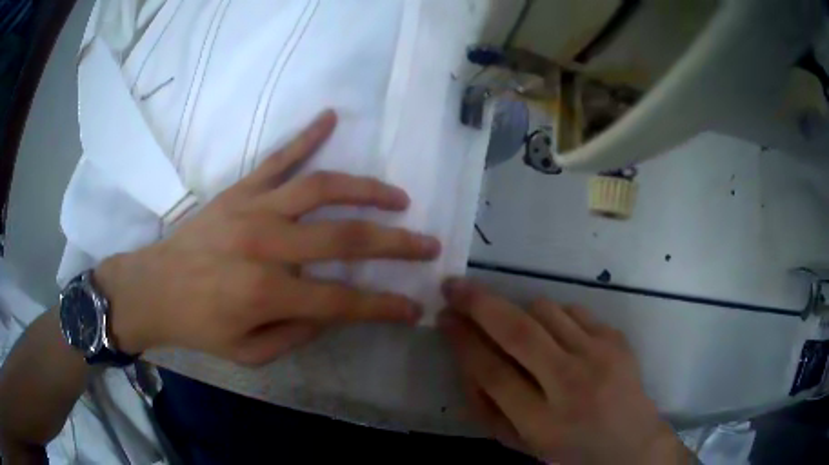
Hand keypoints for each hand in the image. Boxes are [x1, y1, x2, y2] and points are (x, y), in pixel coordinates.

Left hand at [95, 110, 440, 364]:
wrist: (153, 287)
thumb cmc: (200, 326)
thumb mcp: (250, 353)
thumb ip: (299, 334)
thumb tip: (336, 310)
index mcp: (268, 293)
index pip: (344, 301)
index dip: (385, 307)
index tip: (415, 306)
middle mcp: (267, 245)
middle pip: (347, 239)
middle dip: (397, 244)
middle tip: (428, 244)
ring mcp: (254, 209)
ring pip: (324, 187)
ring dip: (369, 189)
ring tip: (398, 196)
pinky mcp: (240, 190)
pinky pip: (279, 157)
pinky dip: (306, 135)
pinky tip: (330, 116)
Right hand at [439, 280, 692, 463]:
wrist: (631, 443)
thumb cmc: (569, 451)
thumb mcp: (521, 444)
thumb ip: (487, 408)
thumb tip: (466, 358)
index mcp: (542, 423)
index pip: (492, 372)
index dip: (462, 341)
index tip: (444, 317)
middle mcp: (572, 386)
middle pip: (518, 332)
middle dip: (479, 304)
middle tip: (455, 286)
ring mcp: (600, 357)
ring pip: (546, 311)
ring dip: (520, 312)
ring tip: (519, 328)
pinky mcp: (617, 339)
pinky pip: (573, 310)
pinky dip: (554, 318)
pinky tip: (558, 338)